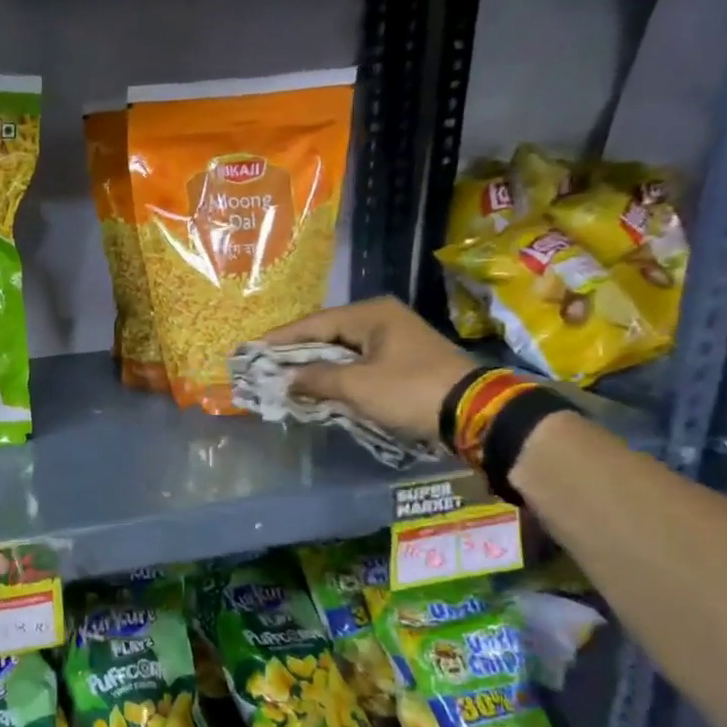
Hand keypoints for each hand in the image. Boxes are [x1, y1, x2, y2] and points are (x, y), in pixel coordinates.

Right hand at [261, 297, 475, 442]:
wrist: (474, 412)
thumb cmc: (410, 390)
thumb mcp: (357, 386)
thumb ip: (316, 379)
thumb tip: (286, 379)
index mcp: (370, 314)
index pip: (313, 323)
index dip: (281, 339)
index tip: (251, 349)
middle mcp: (382, 319)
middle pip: (327, 334)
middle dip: (296, 351)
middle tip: (265, 364)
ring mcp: (395, 339)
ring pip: (343, 350)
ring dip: (316, 365)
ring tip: (285, 376)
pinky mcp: (403, 361)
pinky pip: (358, 363)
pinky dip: (337, 374)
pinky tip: (319, 385)